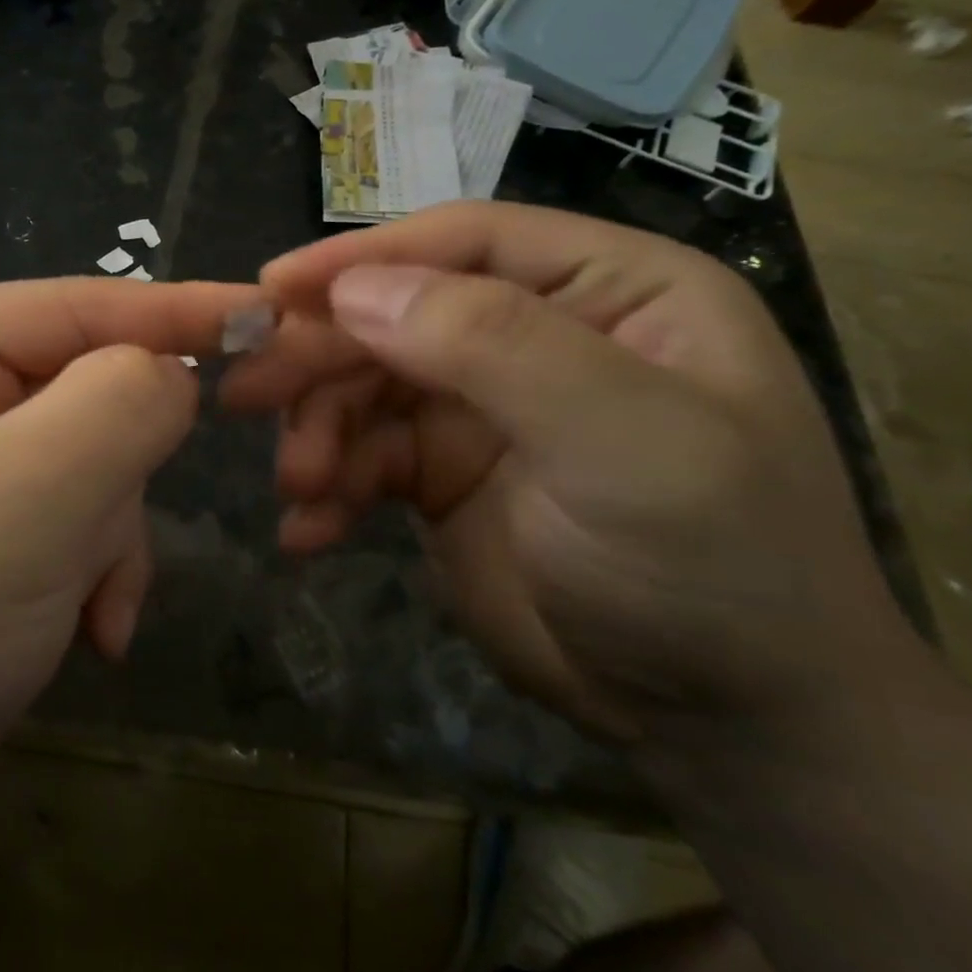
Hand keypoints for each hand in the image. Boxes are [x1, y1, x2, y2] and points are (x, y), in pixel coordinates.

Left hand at [0, 277, 258, 797]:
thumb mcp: (28, 496)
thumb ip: (119, 406)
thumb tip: (174, 372)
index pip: (76, 305)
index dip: (177, 312)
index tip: (270, 318)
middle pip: (89, 391)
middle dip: (115, 475)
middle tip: (100, 541)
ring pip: (95, 462)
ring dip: (106, 536)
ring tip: (81, 606)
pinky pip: (76, 516)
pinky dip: (94, 570)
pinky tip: (85, 631)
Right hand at [222, 202, 924, 747]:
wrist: (726, 728)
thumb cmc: (708, 563)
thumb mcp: (621, 440)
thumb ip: (492, 345)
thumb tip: (353, 292)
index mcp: (608, 290)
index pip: (464, 243)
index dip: (364, 257)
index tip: (273, 288)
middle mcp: (536, 334)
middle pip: (395, 315)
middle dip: (319, 357)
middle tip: (245, 394)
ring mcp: (480, 407)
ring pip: (363, 387)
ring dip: (317, 431)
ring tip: (298, 485)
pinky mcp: (439, 473)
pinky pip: (362, 456)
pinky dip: (329, 488)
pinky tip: (308, 530)